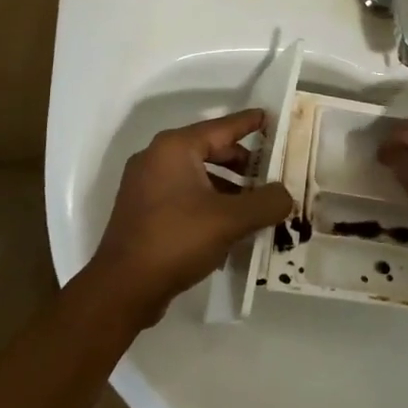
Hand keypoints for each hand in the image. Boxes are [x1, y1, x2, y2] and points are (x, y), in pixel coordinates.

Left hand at [88, 110, 292, 324]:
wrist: (122, 288)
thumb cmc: (176, 240)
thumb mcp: (230, 220)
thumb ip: (266, 203)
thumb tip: (285, 195)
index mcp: (175, 148)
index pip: (222, 127)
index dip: (250, 124)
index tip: (272, 119)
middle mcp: (157, 158)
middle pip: (210, 150)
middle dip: (243, 162)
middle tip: (272, 173)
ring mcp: (146, 185)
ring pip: (198, 175)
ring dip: (228, 187)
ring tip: (257, 205)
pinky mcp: (143, 210)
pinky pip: (184, 195)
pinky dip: (209, 202)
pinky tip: (230, 226)